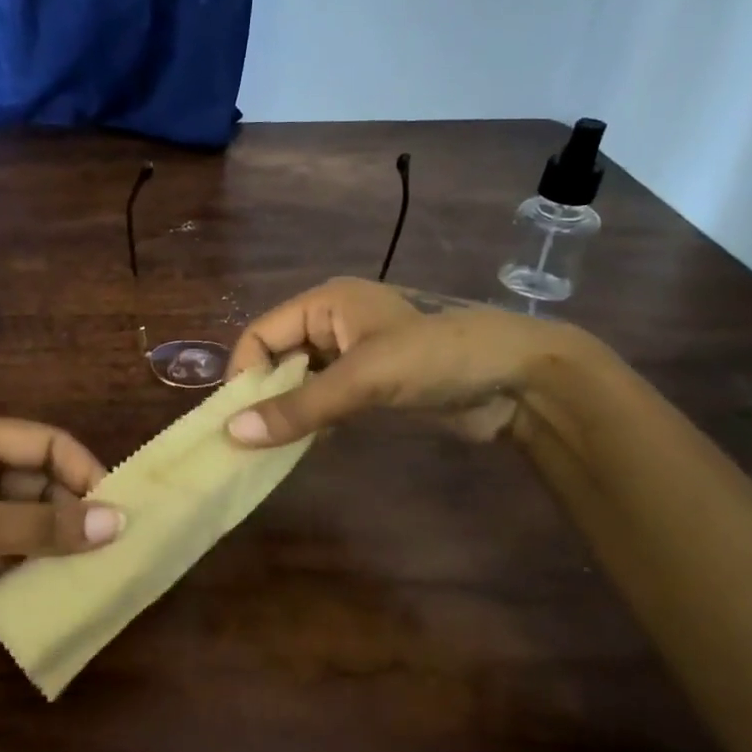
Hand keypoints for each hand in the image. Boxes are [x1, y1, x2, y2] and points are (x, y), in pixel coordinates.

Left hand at [0, 415, 122, 653]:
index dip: (85, 472)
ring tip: (86, 576)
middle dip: (70, 514)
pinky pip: (1, 548)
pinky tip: (39, 591)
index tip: (119, 514)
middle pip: (37, 482)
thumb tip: (117, 523)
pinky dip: (19, 567)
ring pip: (22, 519)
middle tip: (108, 554)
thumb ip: (41, 527)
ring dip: (48, 544)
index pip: (46, 442)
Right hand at [223, 277, 574, 447]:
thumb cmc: (436, 359)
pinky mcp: (371, 385)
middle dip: (263, 395)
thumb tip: (232, 434)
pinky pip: (324, 400)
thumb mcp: (363, 378)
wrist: (519, 381)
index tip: (238, 419)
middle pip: (277, 358)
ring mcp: (353, 355)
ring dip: (287, 412)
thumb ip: (299, 407)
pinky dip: (312, 421)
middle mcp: (332, 324)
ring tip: (274, 447)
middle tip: (251, 440)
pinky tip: (307, 445)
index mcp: (325, 303)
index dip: (244, 373)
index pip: (260, 334)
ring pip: (299, 382)